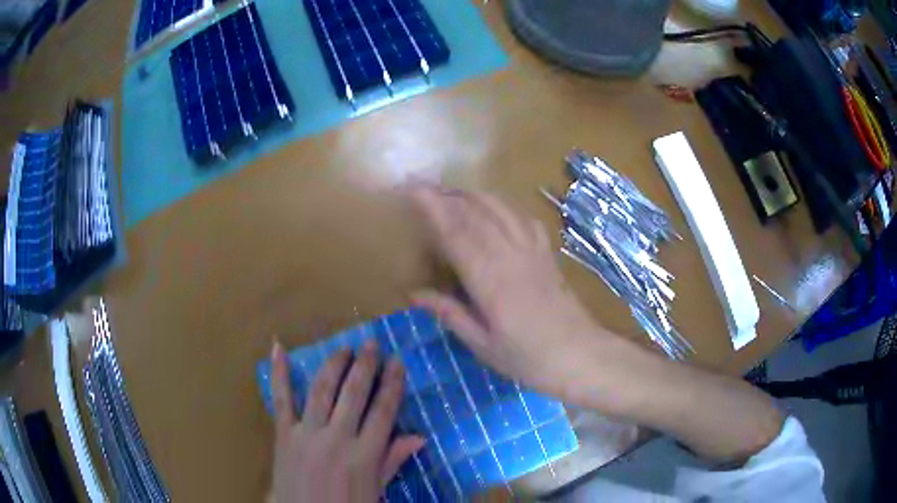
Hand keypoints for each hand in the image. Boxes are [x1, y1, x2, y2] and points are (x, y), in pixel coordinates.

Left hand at [270, 340, 423, 502]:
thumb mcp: (375, 490)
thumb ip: (392, 461)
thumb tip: (419, 437)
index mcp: (365, 455)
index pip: (383, 411)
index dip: (392, 384)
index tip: (397, 363)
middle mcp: (337, 439)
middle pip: (354, 394)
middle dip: (365, 366)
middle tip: (371, 345)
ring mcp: (307, 434)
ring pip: (322, 390)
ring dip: (334, 365)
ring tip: (344, 348)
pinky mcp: (283, 434)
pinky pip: (280, 400)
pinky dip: (278, 373)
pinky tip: (277, 348)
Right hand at [409, 186, 601, 396]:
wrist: (580, 355)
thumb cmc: (529, 358)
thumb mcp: (484, 345)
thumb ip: (450, 314)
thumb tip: (414, 295)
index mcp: (490, 281)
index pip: (456, 233)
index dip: (432, 208)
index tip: (413, 188)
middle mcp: (510, 256)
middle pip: (476, 213)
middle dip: (447, 195)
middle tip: (424, 185)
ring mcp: (532, 251)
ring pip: (501, 209)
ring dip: (474, 195)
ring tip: (452, 191)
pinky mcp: (547, 253)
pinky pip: (524, 219)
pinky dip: (505, 206)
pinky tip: (497, 207)